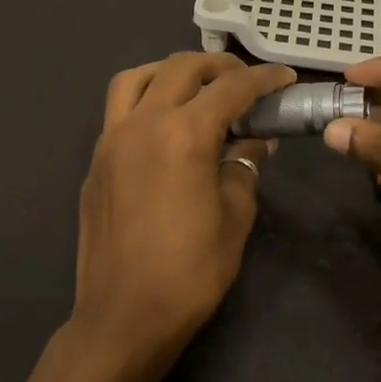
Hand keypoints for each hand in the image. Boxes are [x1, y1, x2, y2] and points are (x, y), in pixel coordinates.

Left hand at [74, 53, 295, 367]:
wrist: (123, 315)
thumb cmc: (190, 271)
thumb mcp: (234, 217)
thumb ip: (245, 167)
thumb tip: (255, 141)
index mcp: (184, 134)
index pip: (230, 88)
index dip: (263, 78)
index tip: (284, 78)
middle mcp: (143, 123)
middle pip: (181, 68)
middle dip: (218, 66)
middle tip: (244, 82)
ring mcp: (112, 139)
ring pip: (137, 77)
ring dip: (170, 72)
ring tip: (195, 88)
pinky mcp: (96, 160)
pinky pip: (118, 109)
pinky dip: (144, 98)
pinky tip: (163, 123)